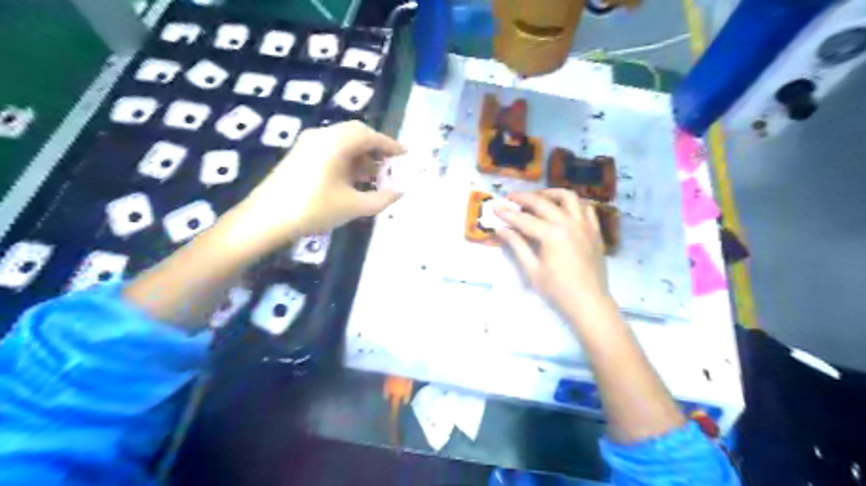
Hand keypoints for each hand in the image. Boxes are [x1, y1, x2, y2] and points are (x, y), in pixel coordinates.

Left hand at [231, 119, 406, 252]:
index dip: (390, 145)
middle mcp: (322, 136)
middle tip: (392, 166)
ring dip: (362, 157)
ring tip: (377, 177)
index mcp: (335, 142)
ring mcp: (308, 145)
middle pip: (356, 135)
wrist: (265, 220)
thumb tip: (400, 192)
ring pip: (343, 143)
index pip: (370, 135)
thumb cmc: (313, 209)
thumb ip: (381, 198)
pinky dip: (347, 162)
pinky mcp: (300, 156)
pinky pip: (331, 151)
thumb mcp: (353, 206)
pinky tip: (354, 181)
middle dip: (377, 150)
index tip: (405, 155)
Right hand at [493, 188, 606, 318]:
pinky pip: (586, 208)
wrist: (589, 303)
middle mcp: (568, 223)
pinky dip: (573, 204)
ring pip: (568, 197)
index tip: (495, 208)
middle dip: (524, 198)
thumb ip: (517, 246)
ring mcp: (584, 225)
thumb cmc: (557, 290)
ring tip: (538, 197)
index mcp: (551, 235)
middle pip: (542, 202)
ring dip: (550, 193)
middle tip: (510, 198)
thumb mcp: (532, 270)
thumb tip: (501, 230)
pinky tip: (564, 209)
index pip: (523, 219)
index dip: (507, 213)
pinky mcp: (595, 231)